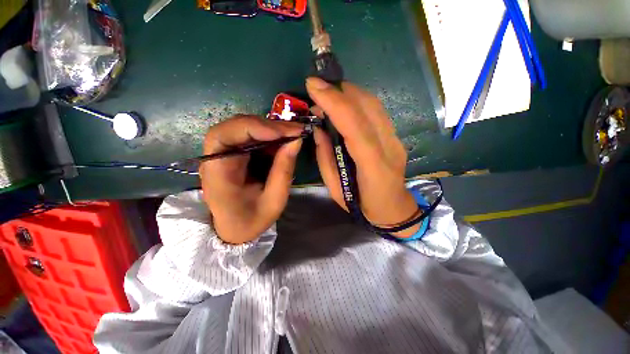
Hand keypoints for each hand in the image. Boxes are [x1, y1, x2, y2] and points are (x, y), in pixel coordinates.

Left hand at [200, 115, 302, 243]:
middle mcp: (215, 158)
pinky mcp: (234, 153)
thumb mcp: (274, 200)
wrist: (235, 229)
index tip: (283, 133)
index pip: (224, 136)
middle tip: (295, 130)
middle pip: (235, 126)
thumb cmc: (251, 220)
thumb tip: (296, 140)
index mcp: (218, 173)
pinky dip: (269, 135)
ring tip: (293, 133)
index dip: (253, 127)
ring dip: (270, 128)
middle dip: (267, 125)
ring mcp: (224, 153)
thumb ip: (284, 170)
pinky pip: (251, 136)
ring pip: (244, 127)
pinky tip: (283, 139)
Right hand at [306, 78, 419, 237]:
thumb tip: (318, 130)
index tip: (313, 86)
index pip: (355, 126)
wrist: (393, 209)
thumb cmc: (362, 205)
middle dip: (339, 91)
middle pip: (367, 107)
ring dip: (348, 92)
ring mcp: (395, 139)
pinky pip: (377, 110)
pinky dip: (358, 99)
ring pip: (374, 104)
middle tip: (316, 87)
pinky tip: (344, 101)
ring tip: (328, 92)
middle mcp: (389, 147)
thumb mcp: (335, 189)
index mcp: (372, 167)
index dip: (334, 103)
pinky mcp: (395, 135)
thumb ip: (325, 158)